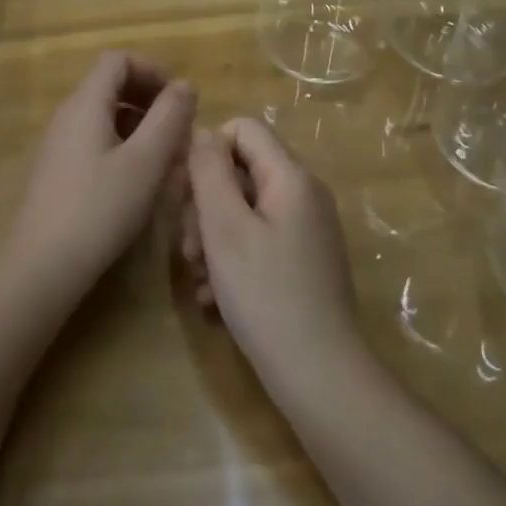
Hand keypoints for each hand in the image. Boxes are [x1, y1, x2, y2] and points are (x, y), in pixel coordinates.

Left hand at [10, 52, 195, 303]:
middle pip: (111, 85)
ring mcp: (59, 143)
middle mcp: (68, 115)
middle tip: (178, 131)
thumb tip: (184, 84)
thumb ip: (170, 117)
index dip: (152, 70)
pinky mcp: (58, 170)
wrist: (41, 266)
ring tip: (166, 158)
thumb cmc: (100, 209)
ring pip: (105, 115)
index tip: (179, 101)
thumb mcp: (146, 162)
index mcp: (86, 103)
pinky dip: (122, 145)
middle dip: (149, 99)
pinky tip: (138, 179)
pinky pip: (94, 140)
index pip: (118, 59)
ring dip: (139, 125)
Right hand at [183, 118, 361, 398]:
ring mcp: (307, 230)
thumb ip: (209, 171)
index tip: (185, 192)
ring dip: (214, 238)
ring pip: (245, 211)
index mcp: (291, 177)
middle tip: (187, 248)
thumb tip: (202, 131)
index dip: (208, 150)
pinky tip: (215, 298)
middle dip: (206, 204)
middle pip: (241, 172)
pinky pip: (259, 241)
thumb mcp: (225, 227)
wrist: (320, 376)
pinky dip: (233, 260)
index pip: (244, 128)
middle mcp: (304, 194)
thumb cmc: (266, 294)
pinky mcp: (304, 262)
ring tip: (199, 278)